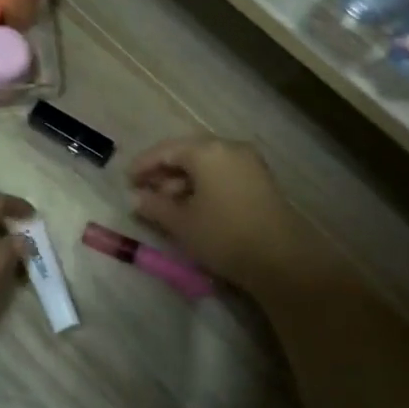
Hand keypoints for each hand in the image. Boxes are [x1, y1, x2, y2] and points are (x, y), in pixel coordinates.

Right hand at [128, 137, 309, 290]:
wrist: (282, 259)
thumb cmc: (224, 235)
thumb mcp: (182, 223)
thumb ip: (155, 207)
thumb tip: (137, 199)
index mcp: (207, 151)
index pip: (166, 150)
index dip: (144, 165)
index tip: (127, 179)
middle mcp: (229, 149)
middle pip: (188, 153)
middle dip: (164, 172)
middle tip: (144, 191)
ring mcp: (249, 164)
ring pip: (207, 165)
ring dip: (184, 180)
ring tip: (166, 204)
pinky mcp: (261, 181)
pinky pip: (223, 174)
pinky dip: (204, 185)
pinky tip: (193, 206)